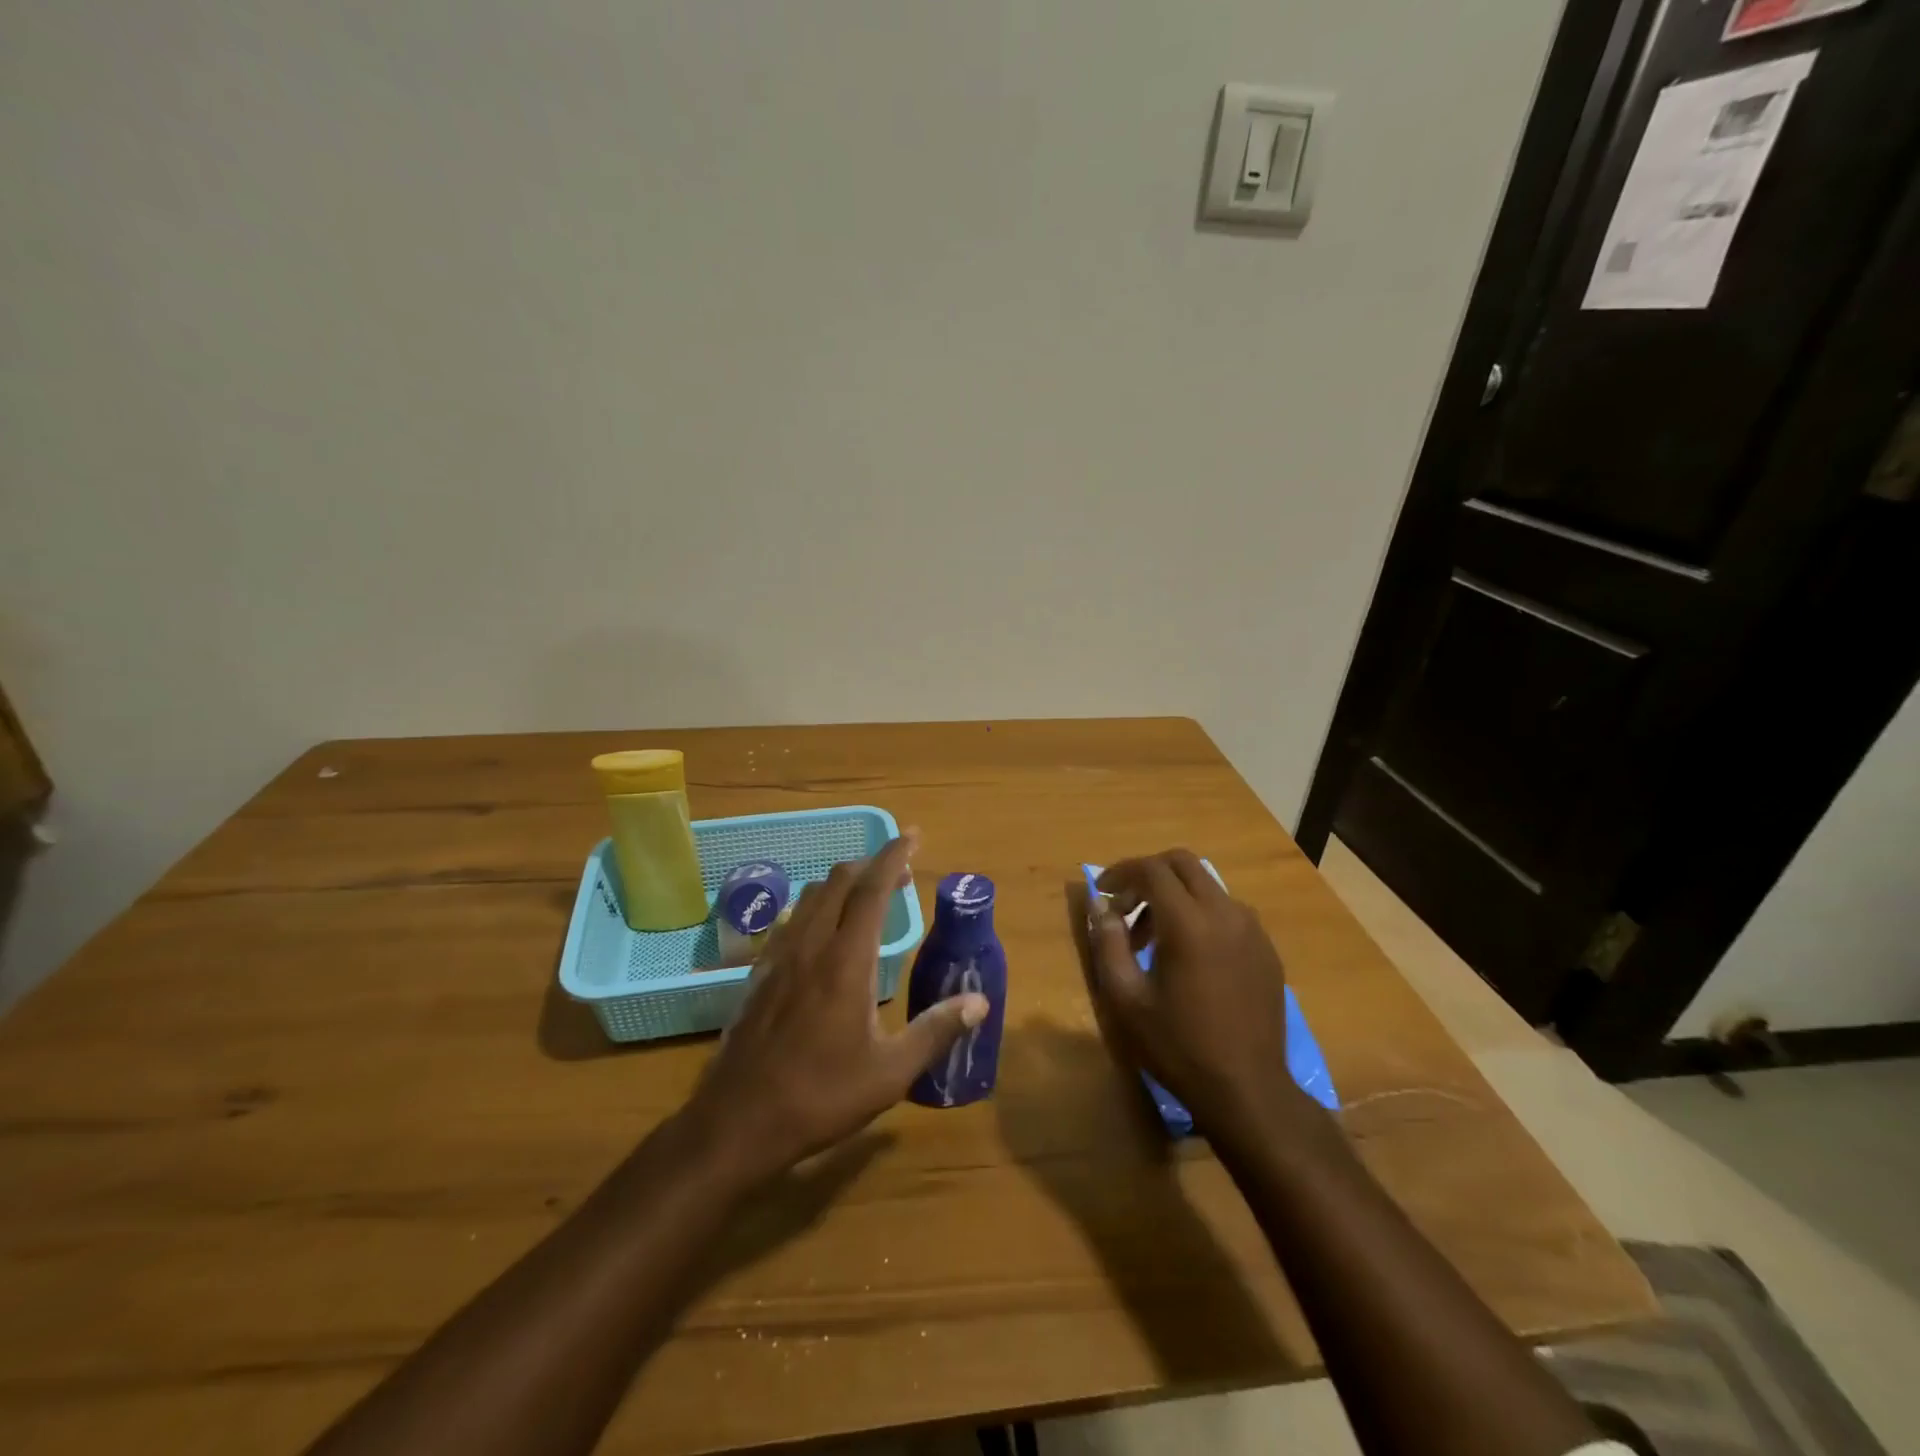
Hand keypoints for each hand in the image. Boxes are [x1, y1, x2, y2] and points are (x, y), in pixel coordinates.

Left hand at [682, 831, 988, 1185]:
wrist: (737, 1122)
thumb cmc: (820, 1096)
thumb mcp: (890, 1072)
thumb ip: (936, 1030)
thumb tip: (979, 1002)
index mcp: (846, 960)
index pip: (872, 888)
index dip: (894, 856)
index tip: (913, 835)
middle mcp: (811, 945)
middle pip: (839, 881)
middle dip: (871, 865)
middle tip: (900, 875)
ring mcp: (779, 956)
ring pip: (811, 896)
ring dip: (842, 884)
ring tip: (866, 899)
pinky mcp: (758, 973)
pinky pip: (791, 920)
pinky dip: (815, 908)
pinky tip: (823, 934)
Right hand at [1088, 850, 1307, 1145]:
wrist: (1247, 1090)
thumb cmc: (1178, 1046)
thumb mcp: (1127, 998)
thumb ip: (1109, 943)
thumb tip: (1100, 905)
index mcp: (1189, 922)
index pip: (1151, 870)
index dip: (1120, 872)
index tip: (1102, 893)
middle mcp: (1225, 913)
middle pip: (1182, 863)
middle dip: (1148, 875)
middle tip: (1126, 908)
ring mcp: (1252, 929)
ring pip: (1206, 885)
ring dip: (1174, 895)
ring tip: (1154, 939)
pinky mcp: (1266, 948)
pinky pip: (1227, 910)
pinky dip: (1200, 913)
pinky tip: (1189, 955)